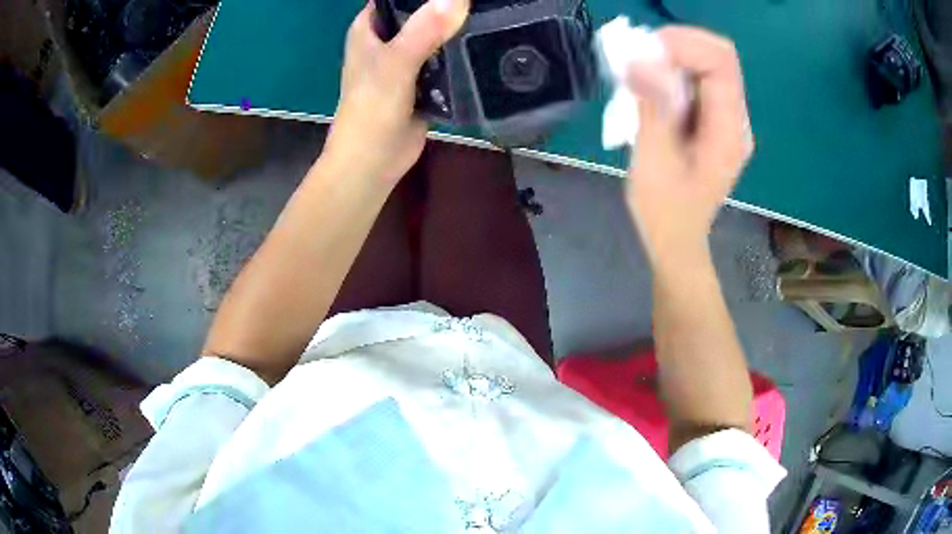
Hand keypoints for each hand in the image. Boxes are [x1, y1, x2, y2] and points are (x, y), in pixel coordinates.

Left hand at [322, 0, 469, 184]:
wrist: (374, 162)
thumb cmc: (371, 109)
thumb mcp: (396, 63)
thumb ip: (424, 30)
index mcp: (370, 28)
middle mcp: (388, 39)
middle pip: (422, 12)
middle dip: (448, 8)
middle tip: (485, 3)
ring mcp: (407, 61)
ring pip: (437, 35)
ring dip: (459, 30)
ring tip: (493, 16)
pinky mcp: (425, 82)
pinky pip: (447, 61)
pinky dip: (463, 55)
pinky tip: (487, 45)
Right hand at [625, 27, 752, 265]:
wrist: (677, 241)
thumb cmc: (665, 212)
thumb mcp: (654, 160)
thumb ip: (652, 107)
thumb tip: (639, 59)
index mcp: (728, 130)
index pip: (721, 62)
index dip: (684, 45)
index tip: (645, 54)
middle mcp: (735, 119)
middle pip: (718, 56)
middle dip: (678, 46)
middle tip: (640, 57)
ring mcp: (726, 120)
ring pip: (707, 64)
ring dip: (672, 57)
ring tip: (640, 71)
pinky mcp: (712, 121)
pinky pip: (697, 80)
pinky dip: (672, 72)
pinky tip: (650, 86)